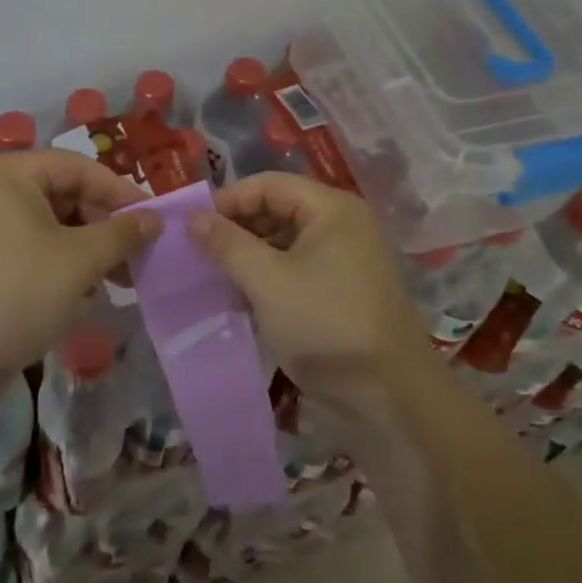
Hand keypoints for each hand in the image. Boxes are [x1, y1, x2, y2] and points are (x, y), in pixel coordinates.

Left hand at [0, 150, 157, 390]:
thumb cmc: (15, 293)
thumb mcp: (79, 261)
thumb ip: (121, 234)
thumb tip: (154, 219)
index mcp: (10, 174)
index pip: (79, 167)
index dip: (121, 192)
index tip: (154, 221)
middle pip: (64, 196)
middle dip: (104, 228)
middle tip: (138, 258)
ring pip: (50, 229)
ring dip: (87, 252)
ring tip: (117, 282)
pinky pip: (30, 253)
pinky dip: (59, 268)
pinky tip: (81, 297)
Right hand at [188, 172, 430, 405]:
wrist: (389, 397)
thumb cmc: (325, 323)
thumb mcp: (267, 281)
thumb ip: (227, 244)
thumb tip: (193, 218)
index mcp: (331, 209)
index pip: (268, 184)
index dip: (228, 200)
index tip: (191, 226)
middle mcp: (341, 225)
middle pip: (278, 209)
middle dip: (237, 229)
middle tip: (199, 254)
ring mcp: (345, 260)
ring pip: (284, 242)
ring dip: (249, 256)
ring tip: (215, 278)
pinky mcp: (342, 292)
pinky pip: (296, 269)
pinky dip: (268, 278)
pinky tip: (241, 299)